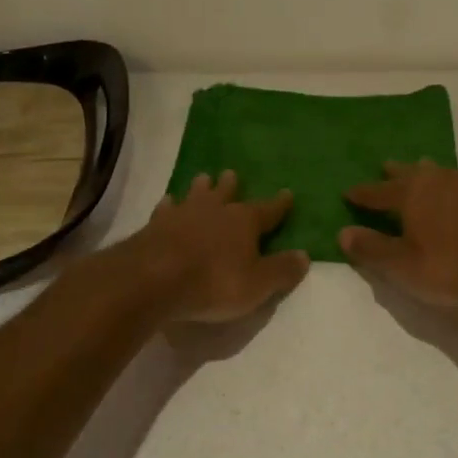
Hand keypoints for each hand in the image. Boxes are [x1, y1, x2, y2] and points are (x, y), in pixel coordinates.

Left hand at [138, 170, 308, 321]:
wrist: (153, 279)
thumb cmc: (213, 282)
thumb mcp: (257, 284)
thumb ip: (281, 270)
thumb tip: (305, 256)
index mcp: (244, 221)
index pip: (268, 210)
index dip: (279, 204)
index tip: (288, 193)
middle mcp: (215, 210)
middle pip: (227, 193)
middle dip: (232, 185)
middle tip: (231, 173)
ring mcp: (183, 214)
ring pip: (196, 194)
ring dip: (201, 188)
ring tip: (203, 178)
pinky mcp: (155, 225)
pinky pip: (165, 209)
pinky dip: (169, 205)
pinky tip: (168, 202)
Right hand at [340, 160, 457, 308]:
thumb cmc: (449, 268)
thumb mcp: (402, 266)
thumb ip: (372, 248)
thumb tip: (343, 232)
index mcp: (411, 193)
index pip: (378, 192)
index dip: (362, 194)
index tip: (348, 192)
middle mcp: (439, 181)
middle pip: (411, 173)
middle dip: (396, 173)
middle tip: (386, 167)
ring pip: (442, 174)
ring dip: (428, 175)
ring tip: (422, 173)